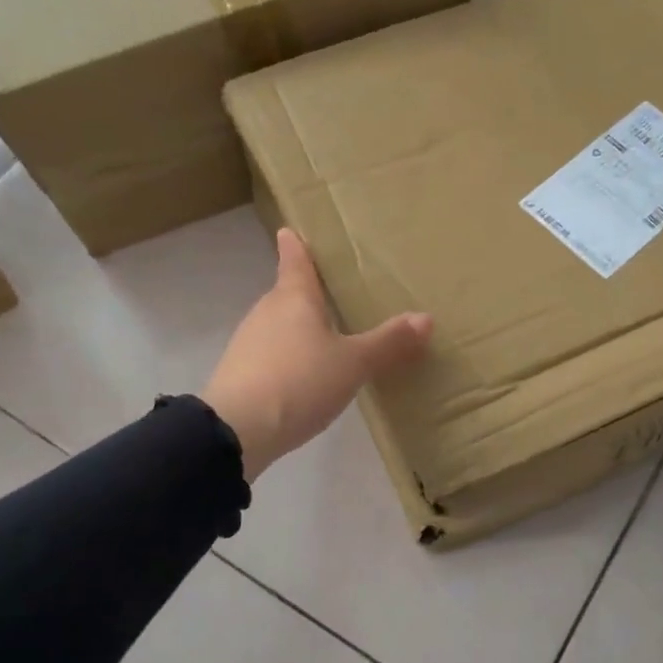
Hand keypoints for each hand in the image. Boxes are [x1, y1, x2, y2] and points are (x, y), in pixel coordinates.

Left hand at [201, 228, 432, 481]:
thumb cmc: (299, 381)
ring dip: (298, 329)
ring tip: (327, 336)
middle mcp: (266, 312)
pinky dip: (288, 358)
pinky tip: (306, 377)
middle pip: (287, 294)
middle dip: (306, 293)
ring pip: (279, 326)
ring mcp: (248, 344)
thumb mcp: (353, 364)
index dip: (295, 245)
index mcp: (293, 298)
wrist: (236, 431)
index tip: (290, 231)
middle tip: (333, 292)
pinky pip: (271, 355)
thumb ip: (388, 343)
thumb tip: (426, 318)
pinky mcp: (240, 375)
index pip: (295, 260)